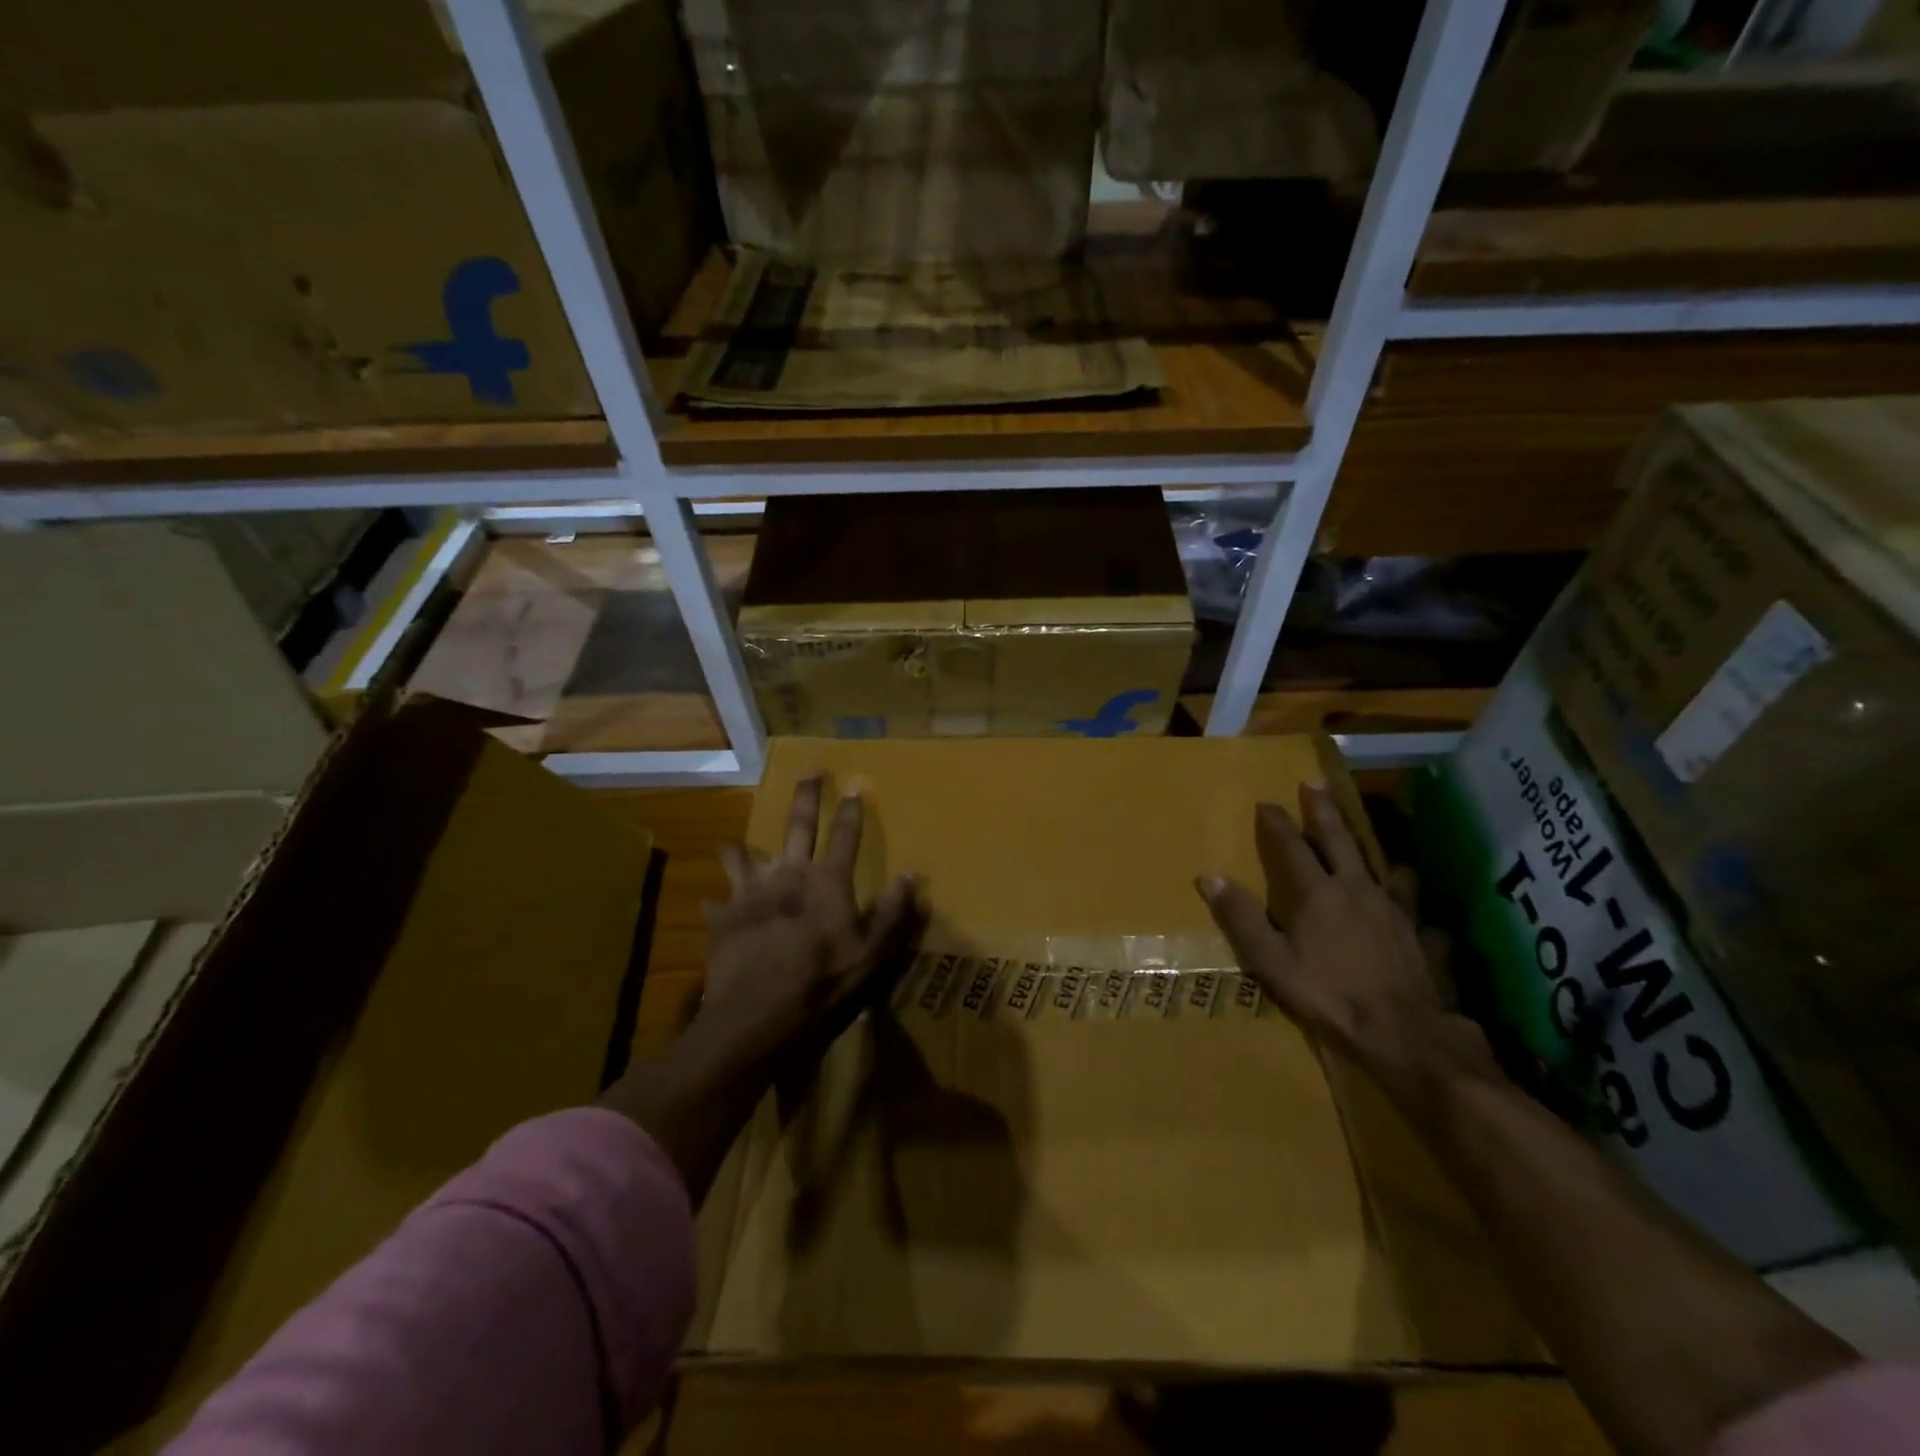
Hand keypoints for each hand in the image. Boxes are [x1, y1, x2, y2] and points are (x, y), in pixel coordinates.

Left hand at [699, 775, 922, 1063]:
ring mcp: (750, 892)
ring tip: (735, 845)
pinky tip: (713, 907)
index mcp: (826, 881)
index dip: (852, 810)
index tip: (856, 786)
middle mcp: (788, 874)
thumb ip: (892, 913)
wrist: (756, 1013)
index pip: (845, 836)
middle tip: (810, 773)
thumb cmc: (821, 982)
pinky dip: (717, 903)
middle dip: (806, 796)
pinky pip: (716, 901)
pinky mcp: (723, 916)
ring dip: (740, 849)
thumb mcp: (871, 954)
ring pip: (741, 855)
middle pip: (798, 824)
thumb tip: (912, 876)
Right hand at [1196, 784, 1490, 1103]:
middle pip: (1339, 840)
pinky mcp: (1424, 935)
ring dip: (1375, 852)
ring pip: (1385, 868)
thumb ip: (1241, 918)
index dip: (1276, 823)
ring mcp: (1396, 910)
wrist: (1404, 1033)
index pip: (1291, 847)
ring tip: (1376, 848)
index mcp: (1318, 893)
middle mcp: (1357, 889)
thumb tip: (1208, 877)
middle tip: (1316, 782)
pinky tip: (1416, 915)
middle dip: (1324, 811)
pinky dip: (1412, 904)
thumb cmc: (1328, 995)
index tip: (1266, 802)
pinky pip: (1418, 910)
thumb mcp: (1270, 961)